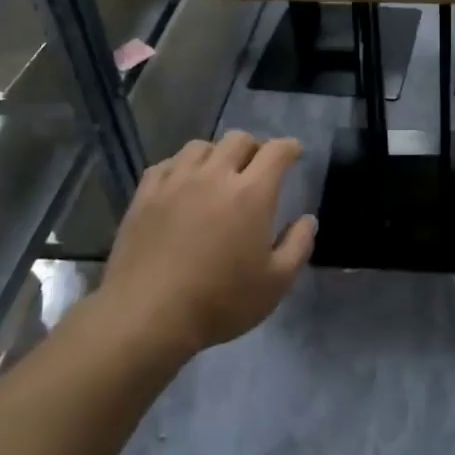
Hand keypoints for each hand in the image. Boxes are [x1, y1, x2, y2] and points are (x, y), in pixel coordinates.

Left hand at [101, 132, 315, 355]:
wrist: (148, 314)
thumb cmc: (220, 300)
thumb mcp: (275, 283)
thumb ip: (298, 245)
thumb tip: (308, 219)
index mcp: (252, 193)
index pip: (277, 151)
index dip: (290, 148)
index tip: (295, 154)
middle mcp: (215, 175)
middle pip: (239, 140)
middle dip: (255, 148)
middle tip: (257, 169)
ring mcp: (176, 181)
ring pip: (201, 146)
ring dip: (217, 154)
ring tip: (218, 174)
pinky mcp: (146, 194)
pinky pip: (168, 163)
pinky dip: (182, 167)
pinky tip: (182, 184)